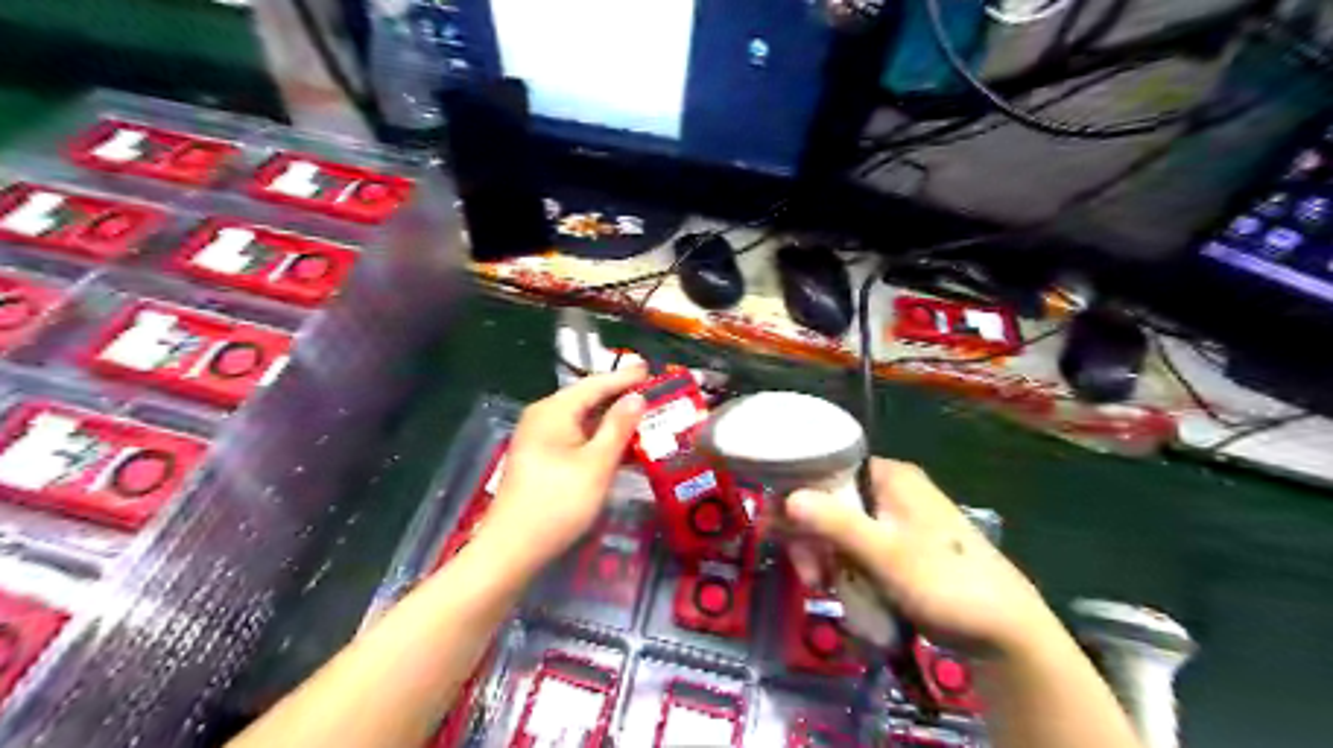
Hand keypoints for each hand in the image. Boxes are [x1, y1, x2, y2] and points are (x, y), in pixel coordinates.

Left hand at [481, 362, 648, 566]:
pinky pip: (575, 437)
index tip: (650, 369)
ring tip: (642, 415)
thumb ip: (618, 427)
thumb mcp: (597, 464)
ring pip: (582, 420)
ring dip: (611, 419)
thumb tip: (637, 397)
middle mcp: (543, 417)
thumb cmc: (558, 503)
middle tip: (651, 392)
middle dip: (619, 396)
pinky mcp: (540, 458)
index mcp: (554, 411)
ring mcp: (539, 439)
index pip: (595, 384)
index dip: (624, 378)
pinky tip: (618, 444)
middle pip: (586, 399)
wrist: (512, 549)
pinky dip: (598, 437)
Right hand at [790, 460, 1063, 656]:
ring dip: (826, 556)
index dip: (798, 492)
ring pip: (841, 527)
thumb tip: (786, 497)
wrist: (1004, 631)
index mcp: (891, 477)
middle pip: (831, 500)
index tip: (778, 526)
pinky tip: (841, 587)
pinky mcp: (901, 546)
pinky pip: (858, 547)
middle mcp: (891, 489)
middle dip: (812, 537)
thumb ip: (836, 524)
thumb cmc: (944, 583)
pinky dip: (845, 565)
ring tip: (822, 587)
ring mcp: (897, 519)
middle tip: (809, 574)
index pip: (828, 467)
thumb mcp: (884, 554)